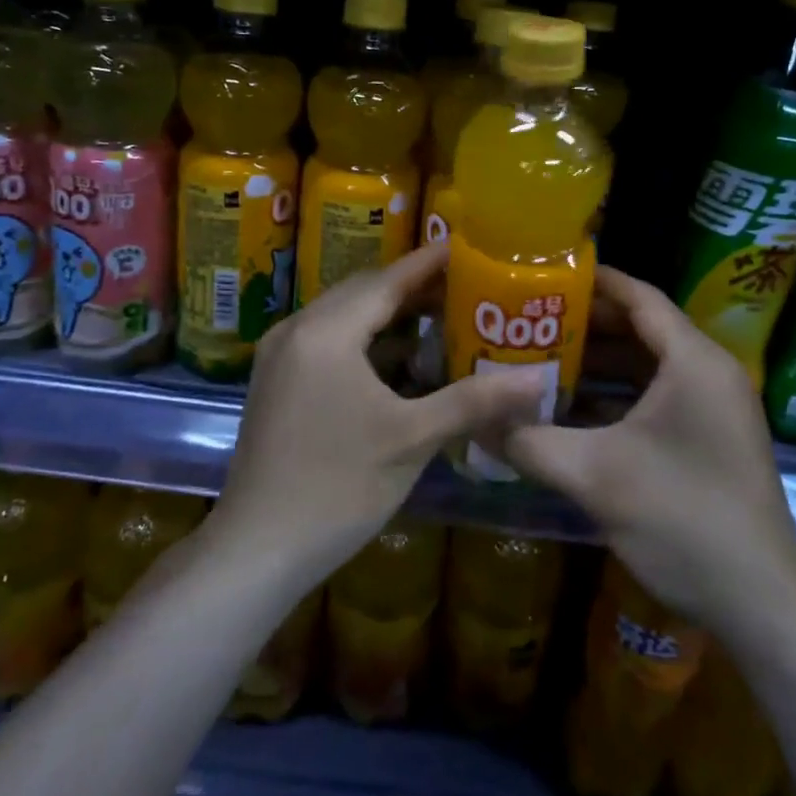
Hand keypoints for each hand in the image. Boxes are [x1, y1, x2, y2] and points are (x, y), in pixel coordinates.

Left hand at [211, 242, 543, 582]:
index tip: (468, 246)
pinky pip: (327, 339)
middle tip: (464, 286)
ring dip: (388, 314)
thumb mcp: (412, 439)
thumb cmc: (338, 488)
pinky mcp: (275, 381)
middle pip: (363, 292)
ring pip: (343, 316)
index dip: (429, 263)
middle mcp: (297, 329)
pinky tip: (397, 359)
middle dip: (412, 287)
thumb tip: (538, 379)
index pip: (387, 280)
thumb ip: (474, 400)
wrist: (257, 549)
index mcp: (327, 332)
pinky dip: (364, 339)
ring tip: (439, 317)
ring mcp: (279, 355)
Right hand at [498, 267, 795, 638]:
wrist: (762, 606)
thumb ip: (528, 441)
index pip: (639, 297)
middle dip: (584, 324)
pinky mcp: (710, 440)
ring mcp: (713, 409)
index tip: (543, 274)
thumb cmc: (682, 519)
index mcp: (692, 361)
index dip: (592, 281)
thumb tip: (472, 423)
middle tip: (528, 319)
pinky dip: (615, 398)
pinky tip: (570, 411)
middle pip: (641, 328)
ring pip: (647, 366)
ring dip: (597, 364)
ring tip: (539, 358)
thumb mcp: (593, 475)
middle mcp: (708, 373)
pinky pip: (656, 399)